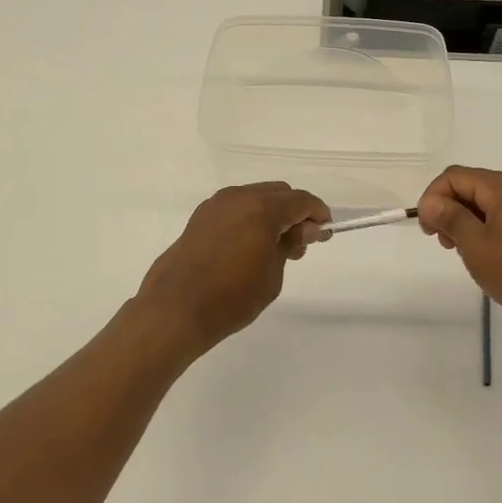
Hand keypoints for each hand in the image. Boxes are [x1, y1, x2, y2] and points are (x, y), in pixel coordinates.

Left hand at [135, 183, 330, 356]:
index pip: (300, 201)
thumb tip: (303, 230)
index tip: (325, 231)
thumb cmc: (231, 297)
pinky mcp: (200, 217)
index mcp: (261, 208)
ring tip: (276, 248)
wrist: (176, 309)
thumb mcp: (272, 275)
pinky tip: (251, 244)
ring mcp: (216, 205)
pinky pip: (236, 207)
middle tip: (302, 242)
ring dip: (272, 214)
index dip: (318, 213)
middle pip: (278, 193)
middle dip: (295, 212)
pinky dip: (250, 217)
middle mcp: (238, 197)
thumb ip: (290, 245)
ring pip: (255, 197)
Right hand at [417, 166, 501, 338]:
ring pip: (486, 202)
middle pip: (471, 186)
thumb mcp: (475, 245)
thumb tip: (429, 201)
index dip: (433, 197)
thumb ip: (449, 217)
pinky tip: (481, 252)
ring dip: (465, 219)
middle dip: (448, 208)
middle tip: (440, 240)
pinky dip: (484, 227)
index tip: (426, 228)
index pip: (455, 176)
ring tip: (458, 249)